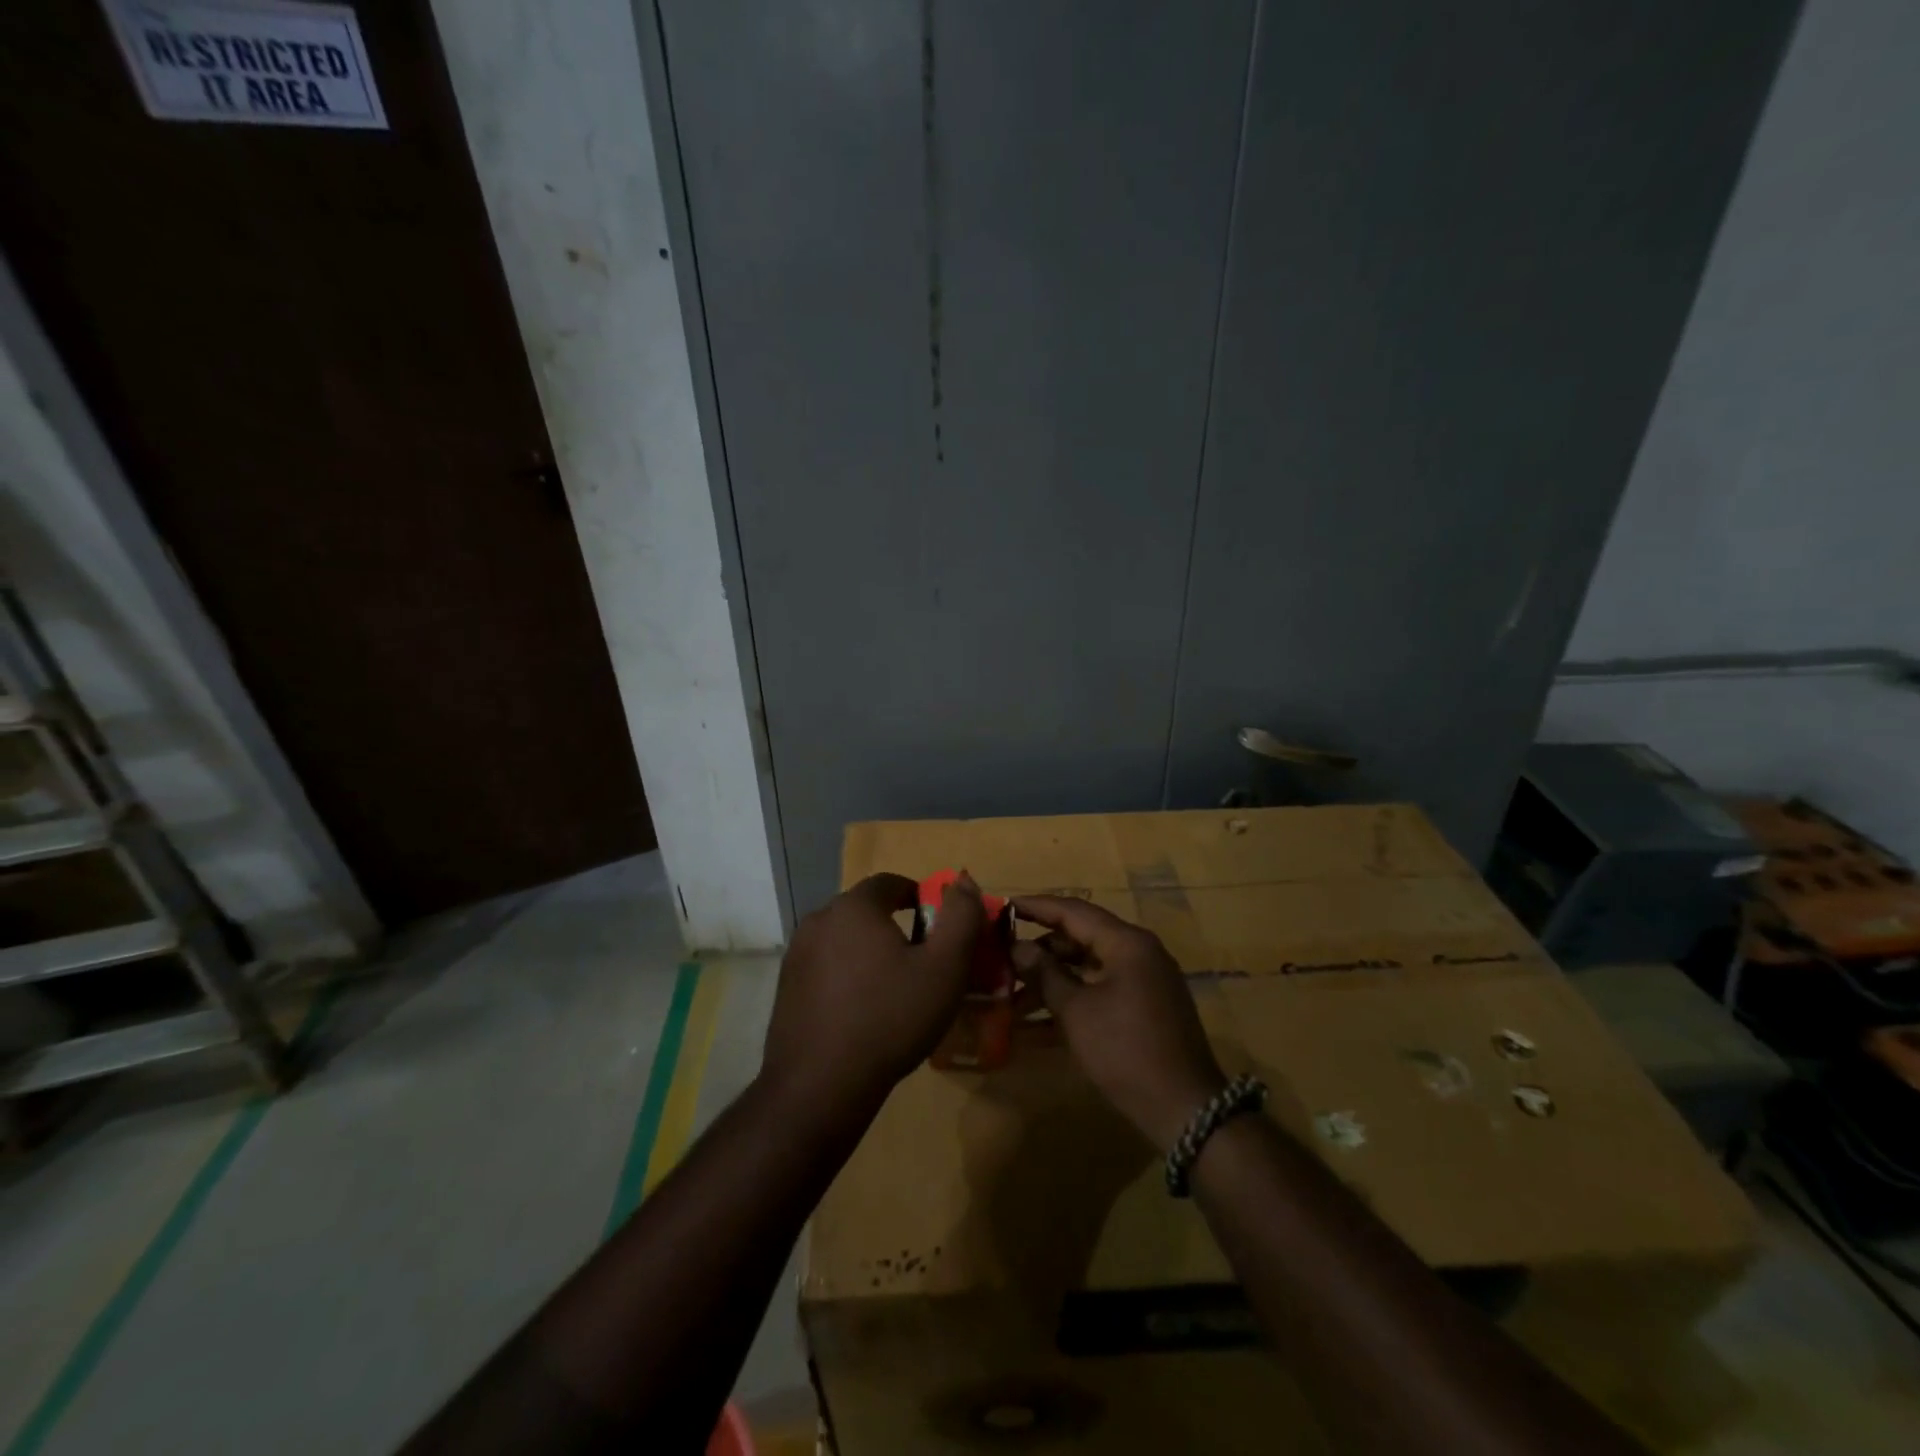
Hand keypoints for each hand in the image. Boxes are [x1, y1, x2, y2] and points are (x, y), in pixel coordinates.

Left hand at [760, 872, 984, 1120]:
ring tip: (893, 989)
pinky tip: (862, 1012)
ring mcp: (796, 955)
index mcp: (854, 907)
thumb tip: (963, 881)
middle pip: (865, 911)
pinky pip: (825, 968)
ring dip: (869, 953)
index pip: (890, 883)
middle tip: (921, 961)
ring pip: (844, 940)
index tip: (937, 926)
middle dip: (895, 927)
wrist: (820, 1086)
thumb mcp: (944, 968)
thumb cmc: (890, 1018)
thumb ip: (961, 917)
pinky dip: (846, 977)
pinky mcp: (785, 988)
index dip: (919, 897)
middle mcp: (819, 920)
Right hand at [1011, 896, 1227, 1150]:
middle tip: (1002, 957)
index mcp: (1126, 943)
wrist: (1184, 1109)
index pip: (1073, 911)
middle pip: (1080, 938)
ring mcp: (1143, 982)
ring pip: (1087, 969)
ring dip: (1050, 981)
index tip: (1003, 905)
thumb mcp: (1077, 1011)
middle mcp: (1138, 953)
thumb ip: (1045, 973)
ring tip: (1010, 999)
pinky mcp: (1143, 1010)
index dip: (1036, 907)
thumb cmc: (1125, 1050)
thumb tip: (1018, 947)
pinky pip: (1099, 993)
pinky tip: (1033, 1028)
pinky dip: (1070, 1003)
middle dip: (1039, 950)